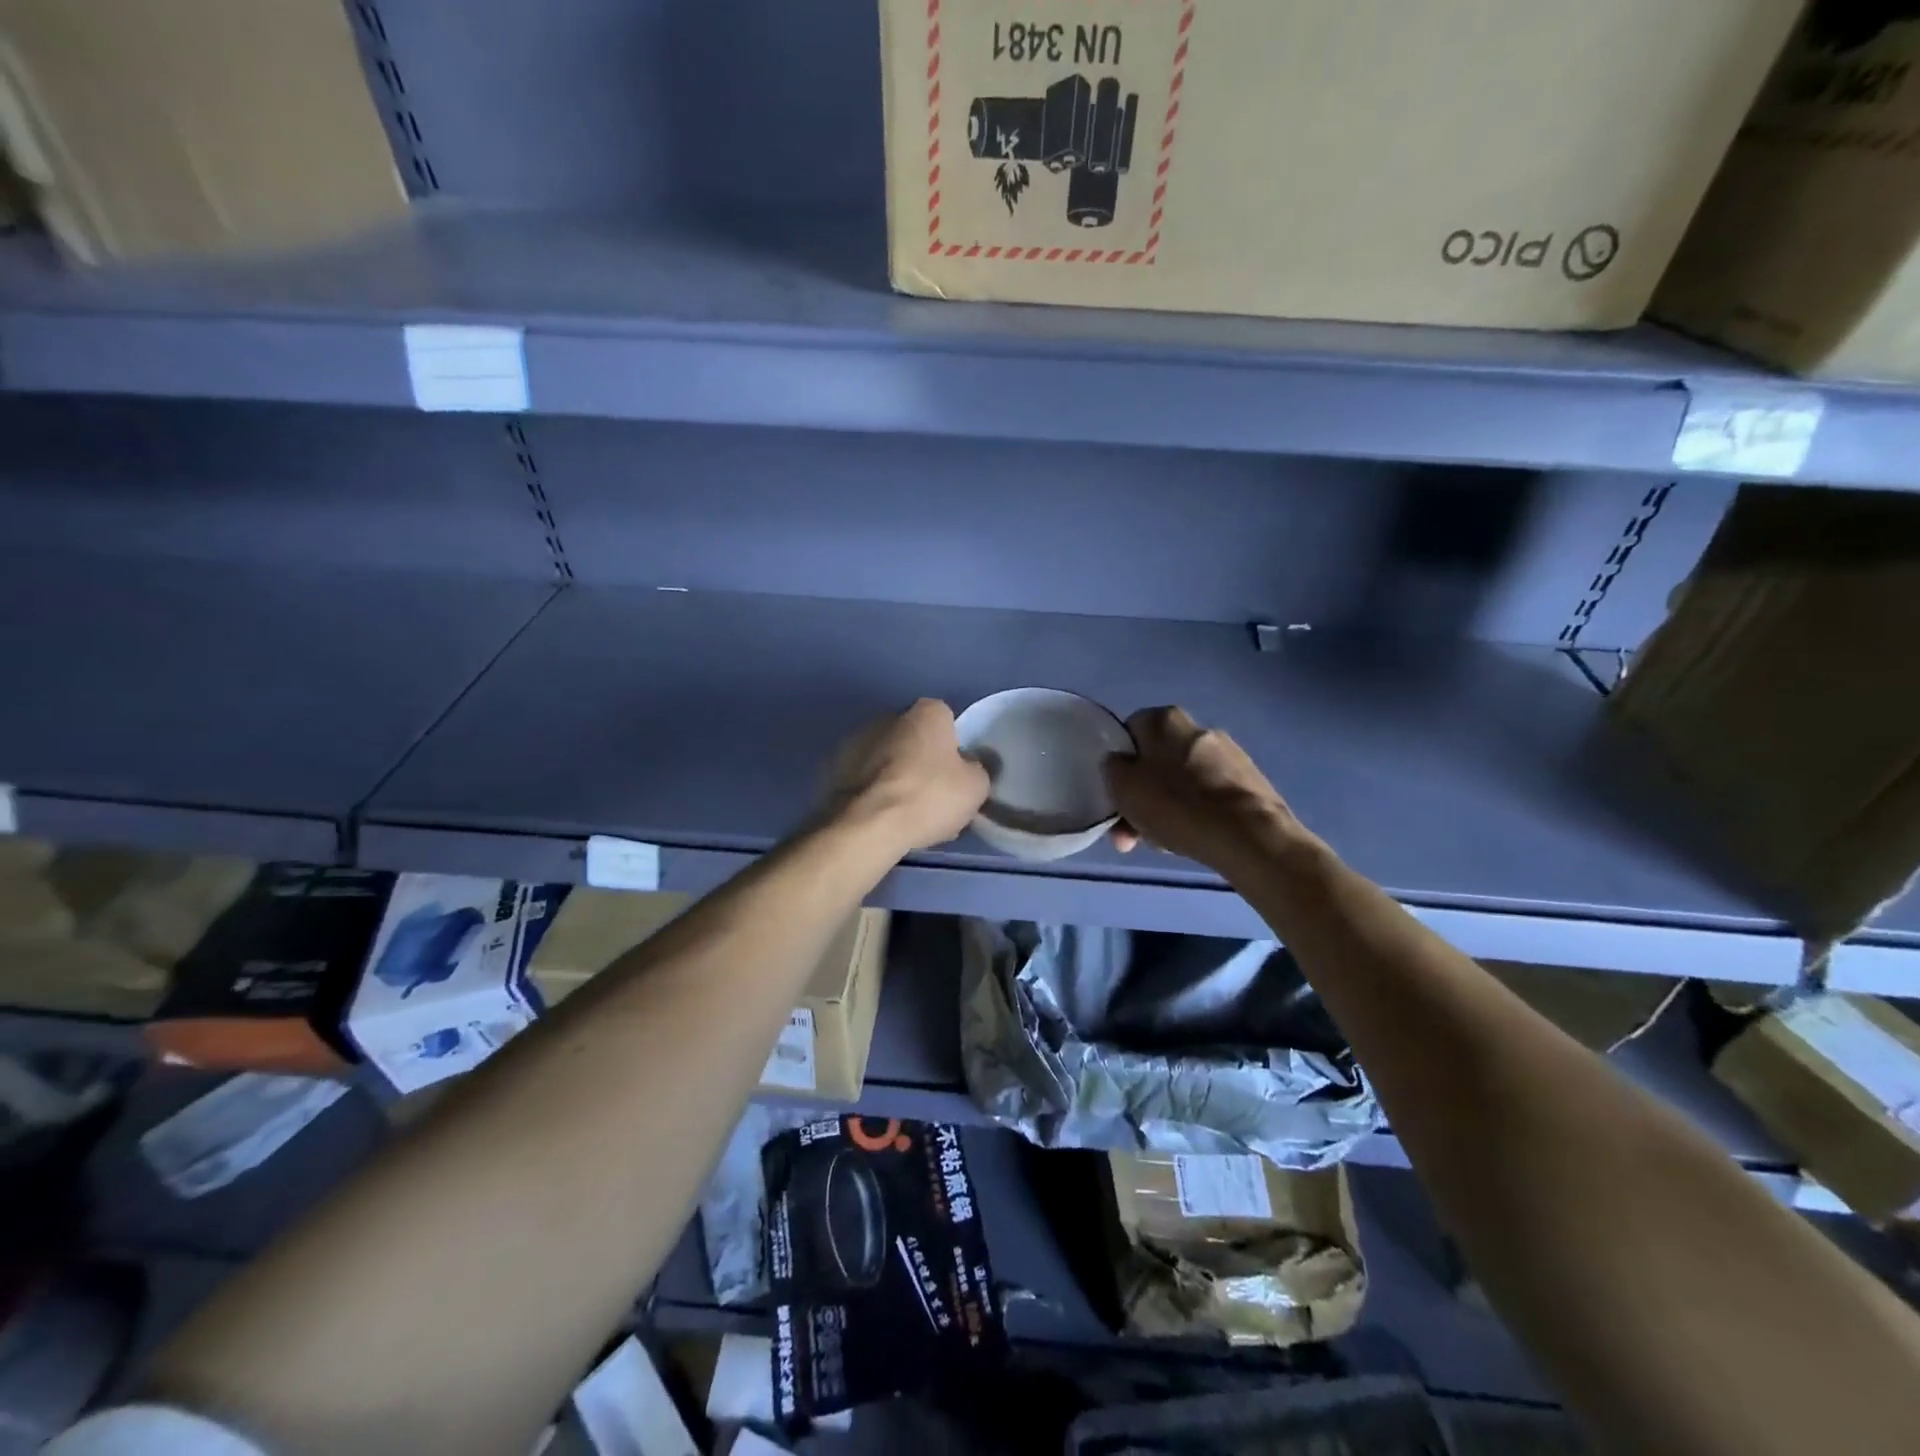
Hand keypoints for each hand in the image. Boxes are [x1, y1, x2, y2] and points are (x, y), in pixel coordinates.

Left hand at [824, 699, 990, 854]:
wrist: (867, 824)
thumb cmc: (929, 796)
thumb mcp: (976, 787)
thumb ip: (978, 768)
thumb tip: (970, 766)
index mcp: (927, 711)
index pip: (947, 722)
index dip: (954, 750)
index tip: (956, 777)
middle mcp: (889, 715)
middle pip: (915, 739)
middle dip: (922, 762)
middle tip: (932, 797)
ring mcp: (857, 739)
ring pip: (888, 759)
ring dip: (895, 777)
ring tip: (905, 814)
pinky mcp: (834, 766)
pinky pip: (866, 778)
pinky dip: (873, 791)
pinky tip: (881, 818)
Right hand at [1105, 706, 1307, 866]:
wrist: (1248, 836)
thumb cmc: (1176, 805)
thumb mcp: (1123, 787)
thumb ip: (1113, 769)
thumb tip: (1120, 763)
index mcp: (1165, 719)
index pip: (1129, 733)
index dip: (1119, 765)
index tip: (1117, 795)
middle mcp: (1198, 727)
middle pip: (1156, 761)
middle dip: (1142, 795)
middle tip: (1132, 832)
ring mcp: (1228, 754)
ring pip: (1181, 781)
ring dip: (1167, 808)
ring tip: (1162, 842)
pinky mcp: (1248, 782)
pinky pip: (1208, 796)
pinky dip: (1196, 813)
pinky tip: (1191, 838)